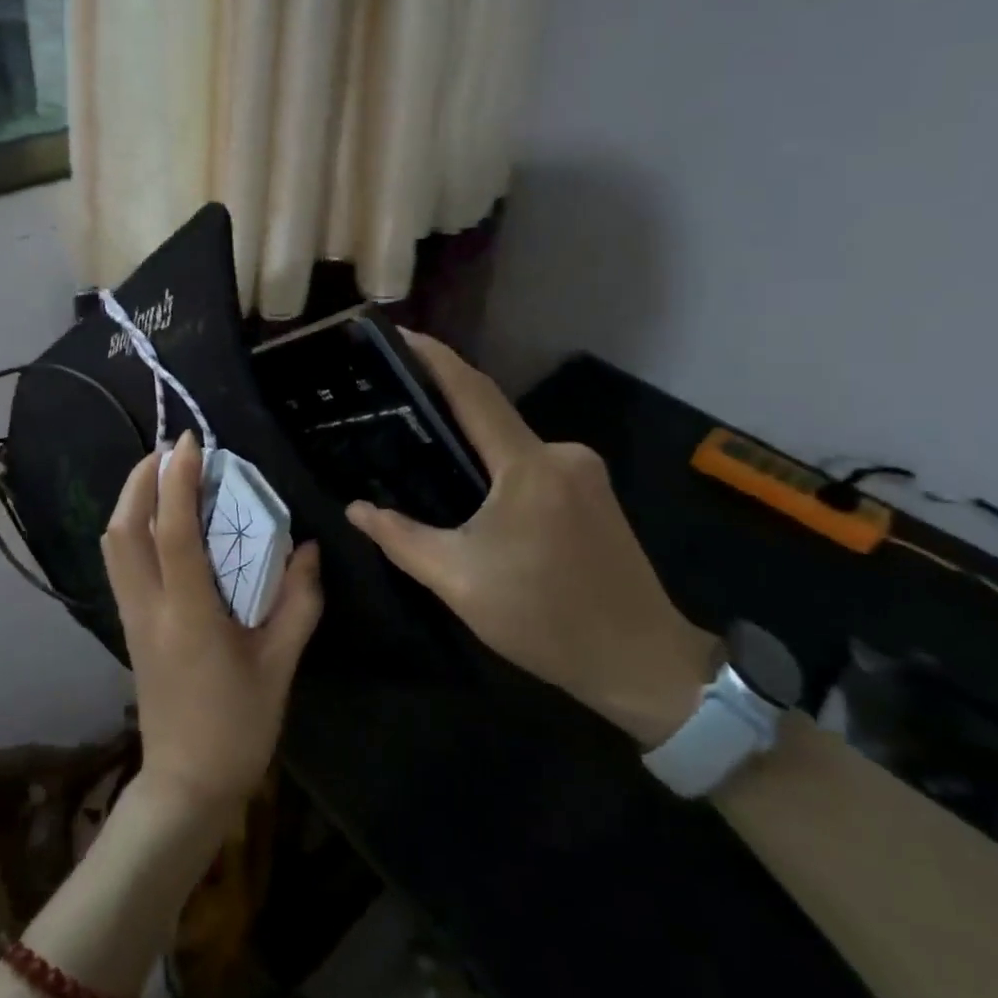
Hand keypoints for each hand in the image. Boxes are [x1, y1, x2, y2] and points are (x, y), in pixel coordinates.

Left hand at [101, 432, 323, 823]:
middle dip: (139, 480)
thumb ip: (299, 601)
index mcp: (188, 615)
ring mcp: (132, 618)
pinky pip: (121, 563)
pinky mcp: (131, 627)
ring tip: (164, 476)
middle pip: (123, 530)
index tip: (190, 443)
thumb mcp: (280, 665)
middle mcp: (149, 608)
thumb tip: (308, 548)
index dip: (178, 481)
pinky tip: (163, 522)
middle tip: (170, 451)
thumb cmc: (238, 727)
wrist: (186, 787)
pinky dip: (133, 527)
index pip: (172, 532)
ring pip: (113, 545)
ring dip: (131, 500)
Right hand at [347, 335, 717, 748]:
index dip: (436, 358)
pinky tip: (479, 496)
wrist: (642, 663)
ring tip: (429, 458)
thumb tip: (355, 509)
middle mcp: (561, 454)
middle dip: (446, 408)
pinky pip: (535, 465)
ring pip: (513, 445)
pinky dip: (501, 469)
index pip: (474, 393)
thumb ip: (402, 539)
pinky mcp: (596, 494)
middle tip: (398, 409)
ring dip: (475, 446)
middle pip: (493, 417)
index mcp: (528, 466)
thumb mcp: (459, 581)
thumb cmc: (545, 619)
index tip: (401, 333)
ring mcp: (585, 472)